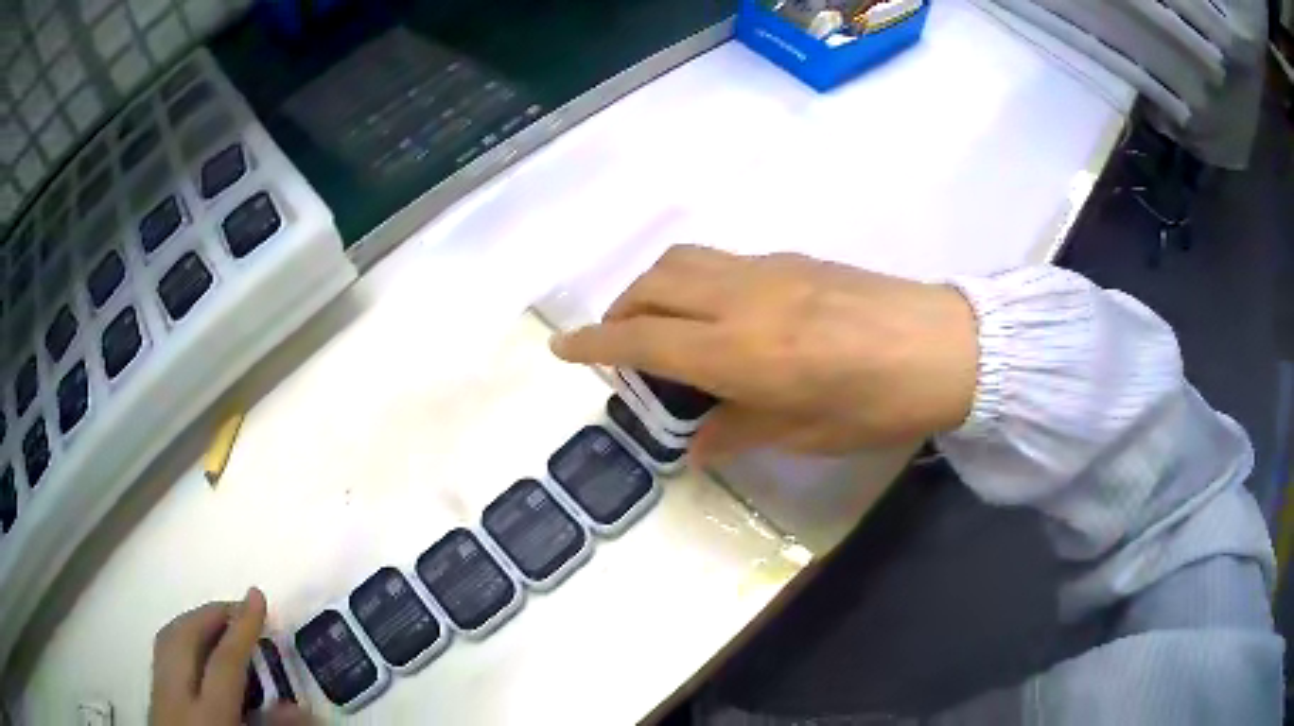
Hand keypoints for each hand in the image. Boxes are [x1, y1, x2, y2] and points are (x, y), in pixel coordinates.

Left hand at [150, 588, 311, 724]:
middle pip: (185, 636)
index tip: (257, 596)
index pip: (224, 661)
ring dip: (193, 622)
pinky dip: (179, 638)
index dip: (242, 627)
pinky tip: (194, 647)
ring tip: (218, 622)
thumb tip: (301, 708)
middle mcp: (175, 696)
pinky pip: (162, 652)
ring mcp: (158, 693)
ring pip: (167, 638)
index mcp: (207, 716)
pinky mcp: (152, 695)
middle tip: (240, 609)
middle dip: (212, 614)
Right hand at [551, 246, 978, 460]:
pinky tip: (718, 311)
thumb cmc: (881, 403)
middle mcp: (743, 300)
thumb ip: (741, 431)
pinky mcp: (793, 259)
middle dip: (621, 307)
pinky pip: (722, 261)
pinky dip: (695, 279)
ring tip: (660, 320)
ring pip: (685, 259)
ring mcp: (768, 270)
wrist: (947, 345)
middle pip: (655, 283)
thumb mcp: (808, 433)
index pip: (645, 338)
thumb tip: (697, 444)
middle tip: (618, 341)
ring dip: (654, 284)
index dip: (596, 342)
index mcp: (742, 352)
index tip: (562, 346)